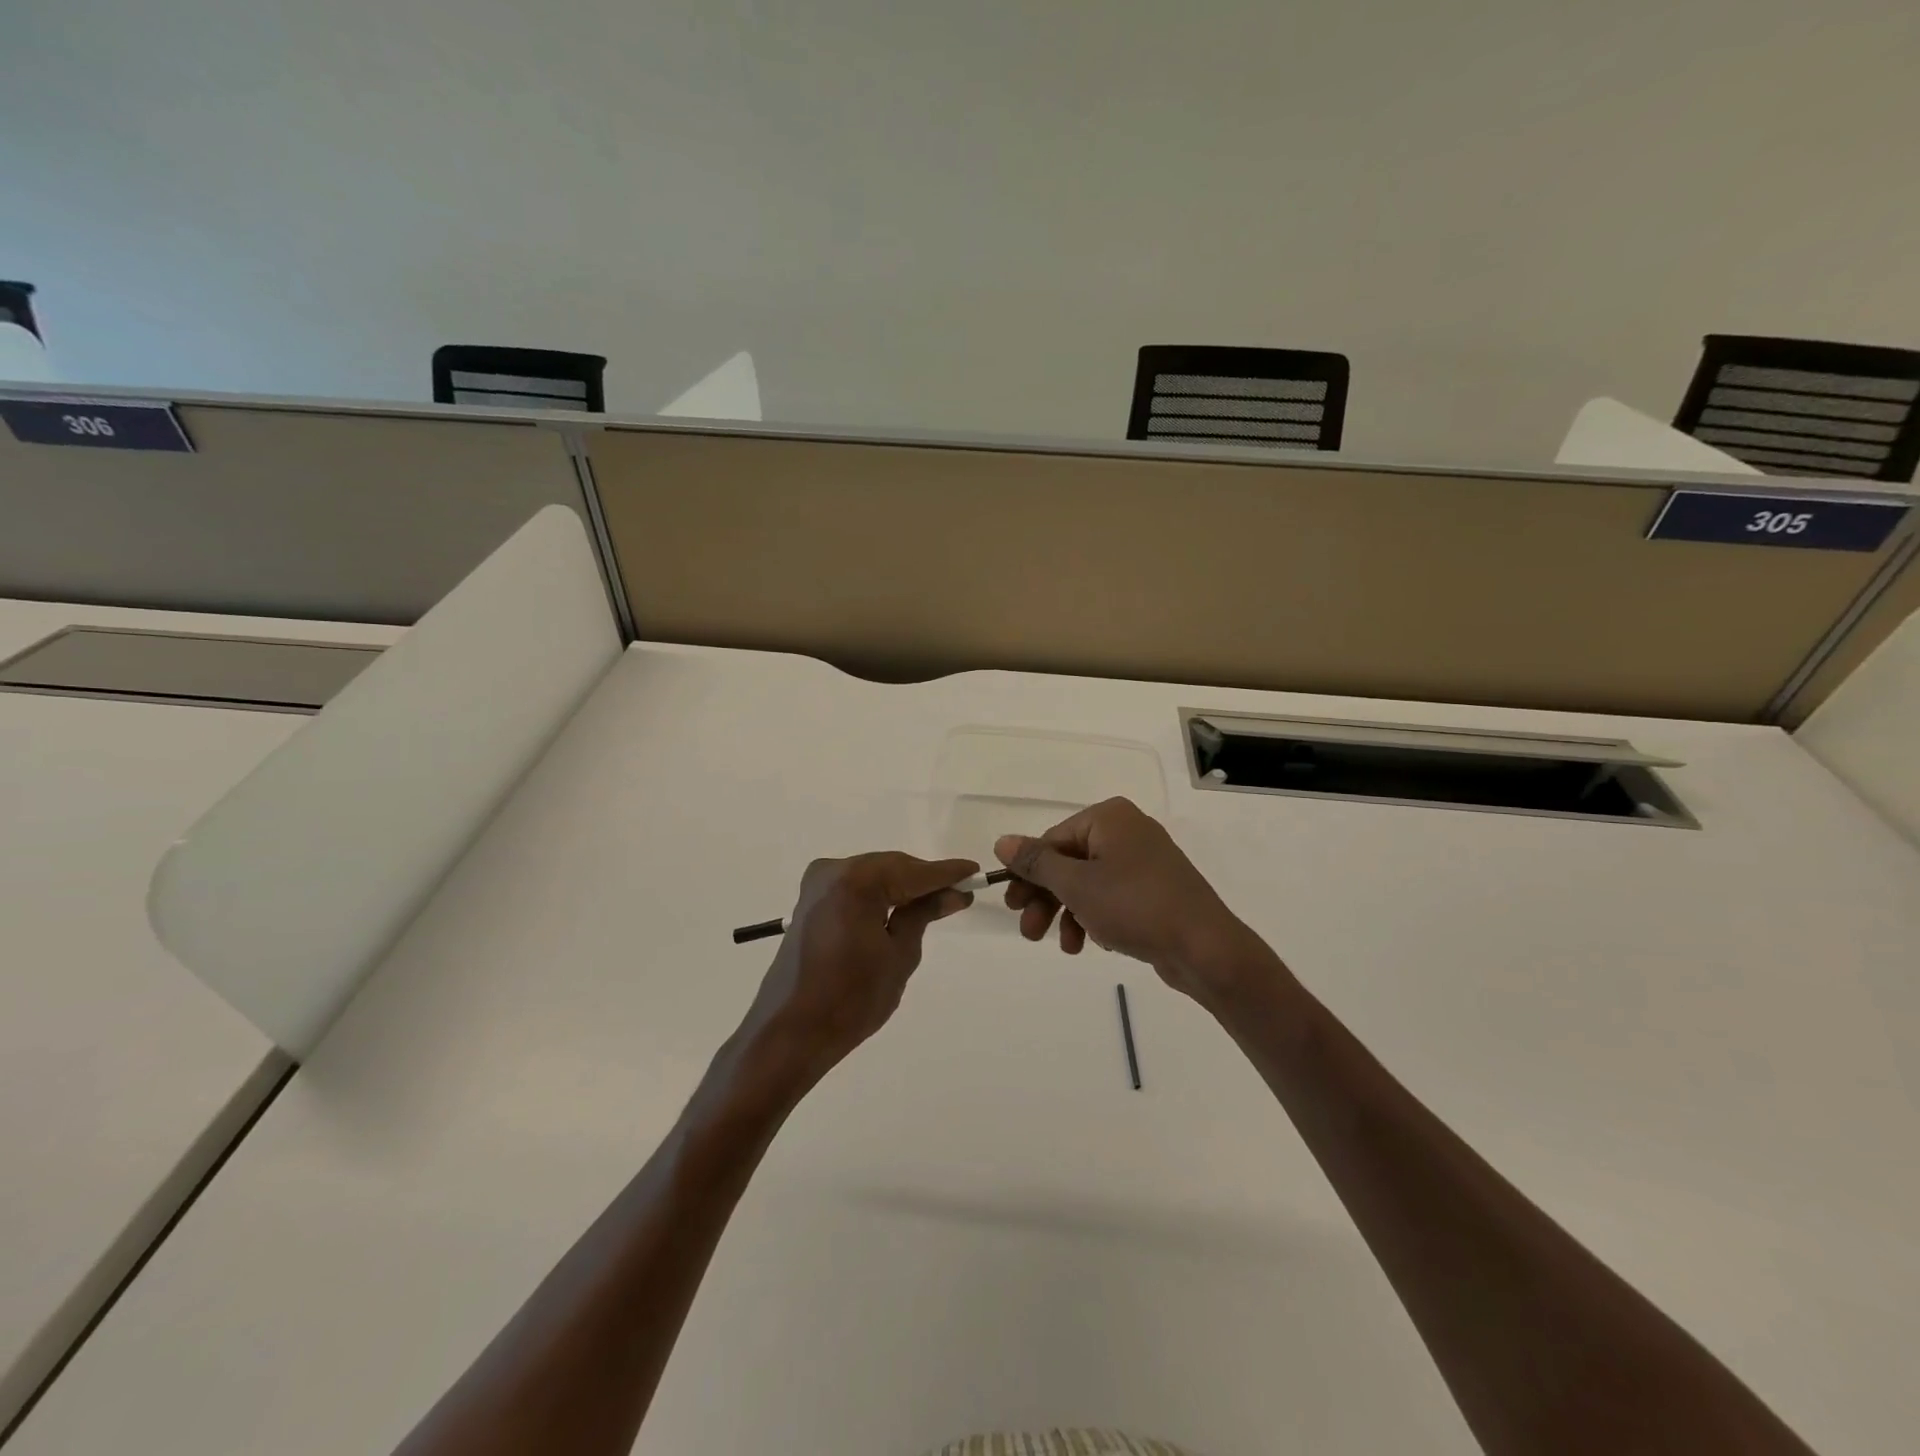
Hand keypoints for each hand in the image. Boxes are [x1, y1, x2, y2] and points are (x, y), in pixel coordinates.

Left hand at [740, 852, 978, 1094]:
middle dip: (924, 881)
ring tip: (935, 904)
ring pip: (874, 876)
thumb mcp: (899, 955)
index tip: (975, 872)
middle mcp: (833, 871)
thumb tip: (952, 893)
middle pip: (892, 867)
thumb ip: (923, 914)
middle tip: (958, 895)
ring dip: (902, 888)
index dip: (947, 873)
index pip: (913, 871)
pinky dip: (879, 896)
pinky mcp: (810, 902)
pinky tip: (900, 909)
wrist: (790, 1033)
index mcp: (856, 881)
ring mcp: (817, 885)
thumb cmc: (851, 999)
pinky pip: (855, 888)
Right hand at [995, 798, 1278, 1005]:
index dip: (1028, 874)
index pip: (1053, 840)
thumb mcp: (1076, 884)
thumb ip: (1037, 862)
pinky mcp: (1155, 890)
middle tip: (1028, 931)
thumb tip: (1002, 841)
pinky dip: (1095, 918)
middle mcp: (1127, 831)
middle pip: (1069, 862)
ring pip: (1089, 883)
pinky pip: (1112, 897)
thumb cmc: (1135, 906)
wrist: (1205, 948)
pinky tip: (1091, 944)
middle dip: (1047, 899)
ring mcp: (1144, 861)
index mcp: (1109, 817)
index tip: (1011, 906)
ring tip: (1063, 946)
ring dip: (1068, 914)